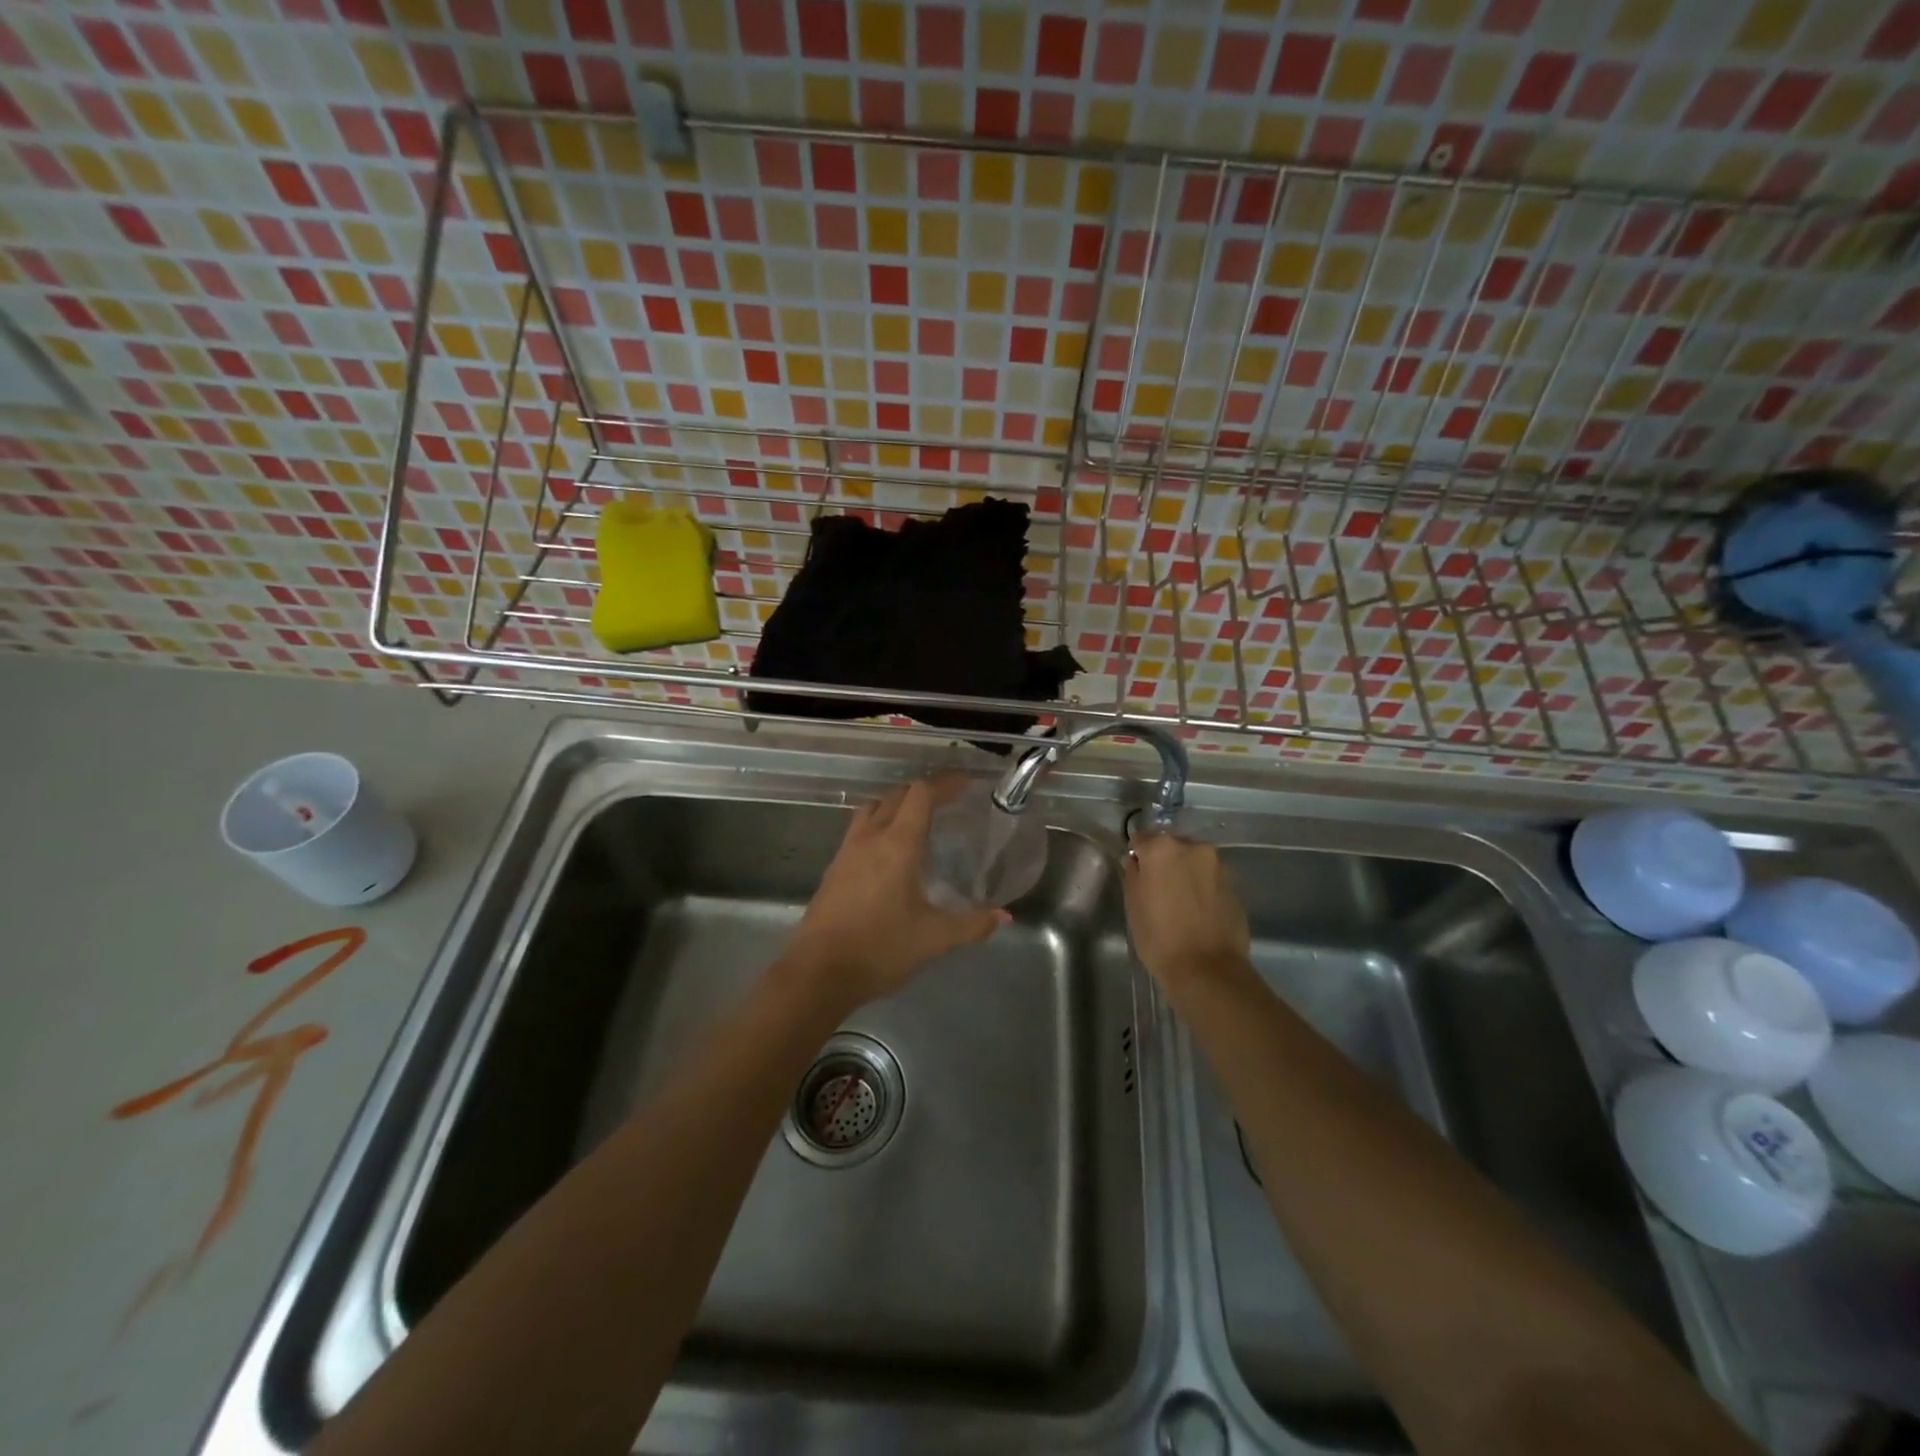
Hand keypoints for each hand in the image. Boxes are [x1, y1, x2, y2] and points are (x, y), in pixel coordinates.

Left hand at [787, 776, 1006, 1008]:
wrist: (818, 973)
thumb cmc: (880, 949)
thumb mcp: (934, 939)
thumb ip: (972, 924)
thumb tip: (1004, 916)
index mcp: (897, 844)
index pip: (921, 795)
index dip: (944, 783)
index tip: (965, 782)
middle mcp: (870, 838)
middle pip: (896, 796)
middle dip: (923, 791)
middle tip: (948, 801)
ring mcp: (847, 852)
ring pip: (872, 809)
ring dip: (896, 804)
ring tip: (917, 820)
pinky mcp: (833, 869)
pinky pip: (858, 830)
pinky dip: (878, 825)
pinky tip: (889, 852)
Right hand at [1123, 832, 1250, 990]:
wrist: (1207, 969)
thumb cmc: (1160, 937)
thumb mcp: (1133, 905)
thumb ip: (1133, 874)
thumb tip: (1137, 861)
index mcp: (1163, 848)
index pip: (1142, 838)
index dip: (1137, 856)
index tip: (1137, 874)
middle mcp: (1194, 848)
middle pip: (1173, 847)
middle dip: (1165, 862)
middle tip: (1158, 890)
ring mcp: (1219, 867)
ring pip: (1195, 863)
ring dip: (1187, 874)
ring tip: (1181, 903)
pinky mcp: (1236, 887)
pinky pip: (1211, 880)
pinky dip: (1204, 889)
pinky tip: (1199, 913)